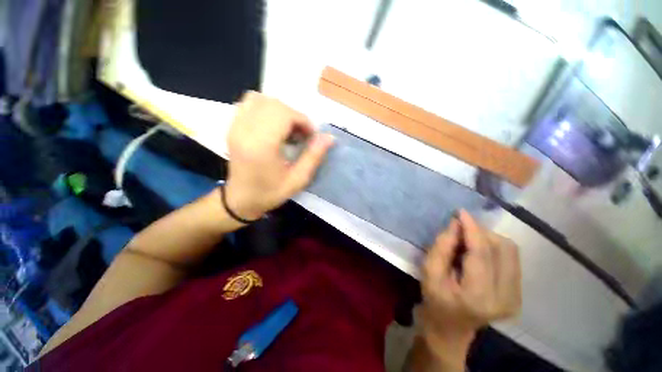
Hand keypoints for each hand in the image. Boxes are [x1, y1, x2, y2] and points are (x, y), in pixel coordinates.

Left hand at [225, 92, 333, 220]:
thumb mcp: (298, 179)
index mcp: (261, 145)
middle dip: (293, 115)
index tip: (310, 136)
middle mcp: (245, 131)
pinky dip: (265, 109)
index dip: (302, 121)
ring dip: (279, 110)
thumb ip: (314, 156)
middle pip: (273, 104)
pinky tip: (272, 126)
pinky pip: (248, 104)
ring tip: (286, 129)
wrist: (241, 200)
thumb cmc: (271, 193)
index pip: (284, 114)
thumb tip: (329, 137)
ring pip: (260, 99)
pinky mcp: (232, 127)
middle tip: (299, 134)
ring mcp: (235, 127)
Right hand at [419, 210, 520, 365]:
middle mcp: (505, 297)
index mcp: (478, 296)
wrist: (451, 328)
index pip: (481, 253)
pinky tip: (479, 254)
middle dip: (479, 232)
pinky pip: (512, 258)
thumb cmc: (435, 298)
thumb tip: (457, 223)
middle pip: (501, 248)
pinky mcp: (518, 294)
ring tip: (469, 243)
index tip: (461, 211)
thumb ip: (442, 246)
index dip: (472, 229)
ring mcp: (516, 297)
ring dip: (488, 239)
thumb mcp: (429, 272)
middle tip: (459, 231)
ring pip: (510, 251)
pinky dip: (494, 248)